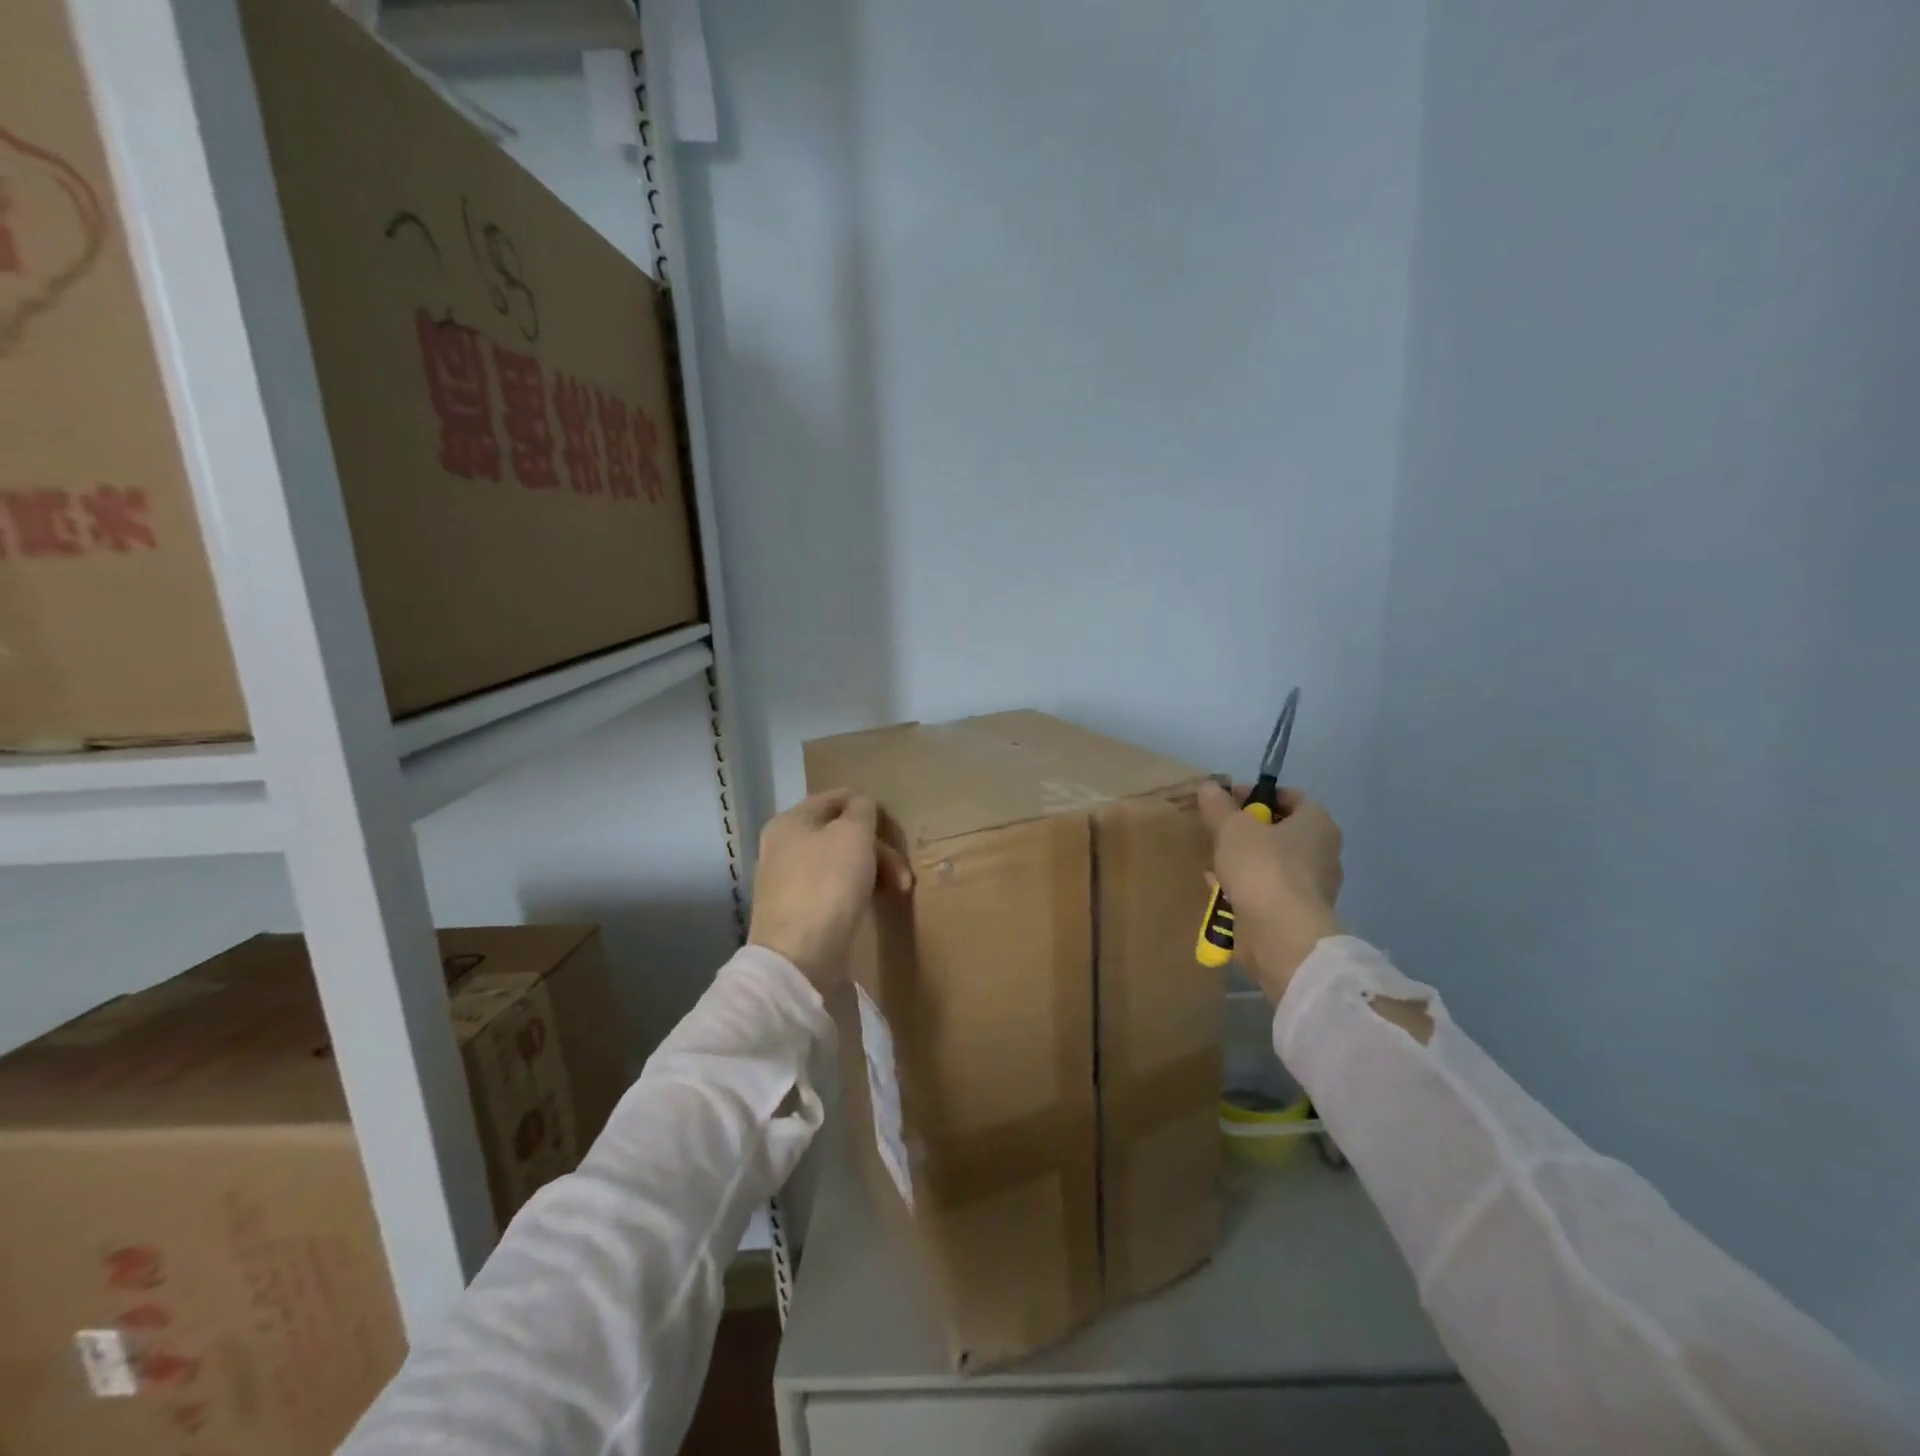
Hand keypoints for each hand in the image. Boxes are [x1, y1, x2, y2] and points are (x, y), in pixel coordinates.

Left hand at [749, 787, 913, 993]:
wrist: (799, 957)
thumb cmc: (827, 883)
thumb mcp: (853, 834)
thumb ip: (862, 810)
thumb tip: (862, 806)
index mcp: (791, 821)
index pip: (836, 798)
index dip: (869, 806)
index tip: (896, 828)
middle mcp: (784, 847)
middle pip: (841, 833)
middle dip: (878, 848)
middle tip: (903, 871)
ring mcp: (789, 881)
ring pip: (841, 863)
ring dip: (874, 870)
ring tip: (898, 890)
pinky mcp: (799, 912)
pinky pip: (835, 889)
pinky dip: (858, 891)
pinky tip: (874, 903)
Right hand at [1198, 780, 1343, 1003]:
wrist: (1280, 935)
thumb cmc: (1262, 867)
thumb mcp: (1232, 827)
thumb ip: (1218, 806)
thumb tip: (1209, 786)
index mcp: (1317, 825)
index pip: (1292, 798)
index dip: (1259, 794)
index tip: (1229, 800)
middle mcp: (1322, 854)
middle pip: (1282, 832)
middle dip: (1249, 829)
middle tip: (1219, 830)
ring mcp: (1312, 888)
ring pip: (1273, 863)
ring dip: (1245, 860)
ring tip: (1214, 859)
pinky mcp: (1296, 915)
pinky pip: (1267, 891)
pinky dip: (1245, 886)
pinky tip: (1218, 887)